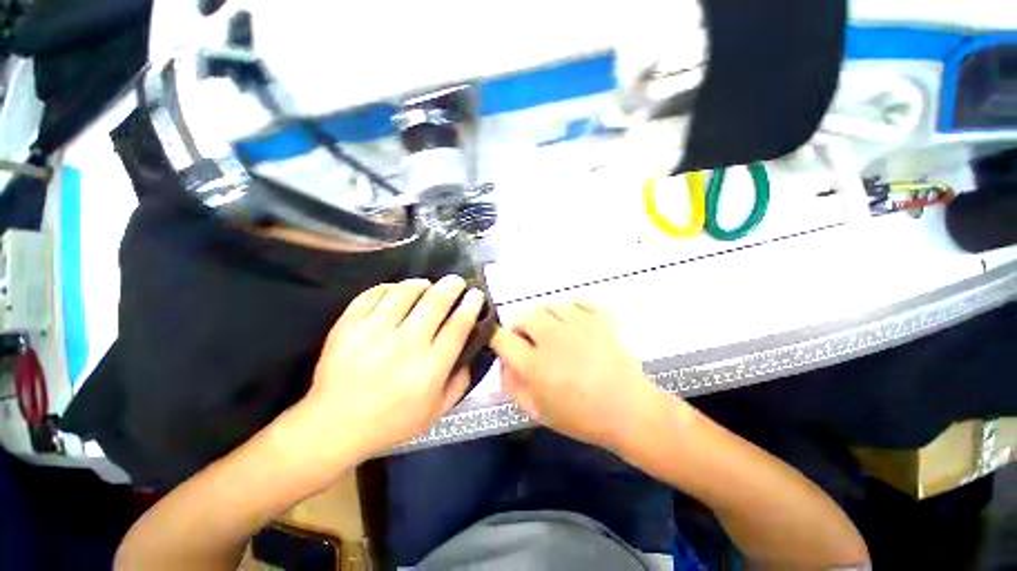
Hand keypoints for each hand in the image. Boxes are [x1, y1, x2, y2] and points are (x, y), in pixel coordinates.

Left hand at [292, 275, 484, 462]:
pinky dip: (390, 287)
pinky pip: (373, 294)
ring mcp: (373, 333)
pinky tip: (397, 291)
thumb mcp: (436, 411)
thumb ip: (461, 381)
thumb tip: (472, 349)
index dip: (471, 305)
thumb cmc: (391, 421)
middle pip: (435, 302)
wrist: (334, 426)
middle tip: (456, 281)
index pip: (458, 326)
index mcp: (430, 368)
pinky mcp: (347, 326)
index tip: (476, 294)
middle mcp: (405, 346)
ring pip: (404, 292)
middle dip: (451, 286)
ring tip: (426, 285)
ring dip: (421, 284)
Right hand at [489, 302, 666, 452]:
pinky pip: (578, 302)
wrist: (630, 412)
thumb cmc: (581, 417)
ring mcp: (578, 324)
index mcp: (534, 364)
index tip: (504, 344)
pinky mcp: (599, 318)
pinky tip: (576, 324)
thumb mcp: (537, 411)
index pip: (501, 338)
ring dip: (546, 318)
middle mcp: (552, 338)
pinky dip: (573, 309)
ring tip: (556, 333)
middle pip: (524, 315)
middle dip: (522, 327)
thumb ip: (513, 385)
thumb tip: (504, 362)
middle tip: (532, 341)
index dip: (497, 338)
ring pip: (549, 306)